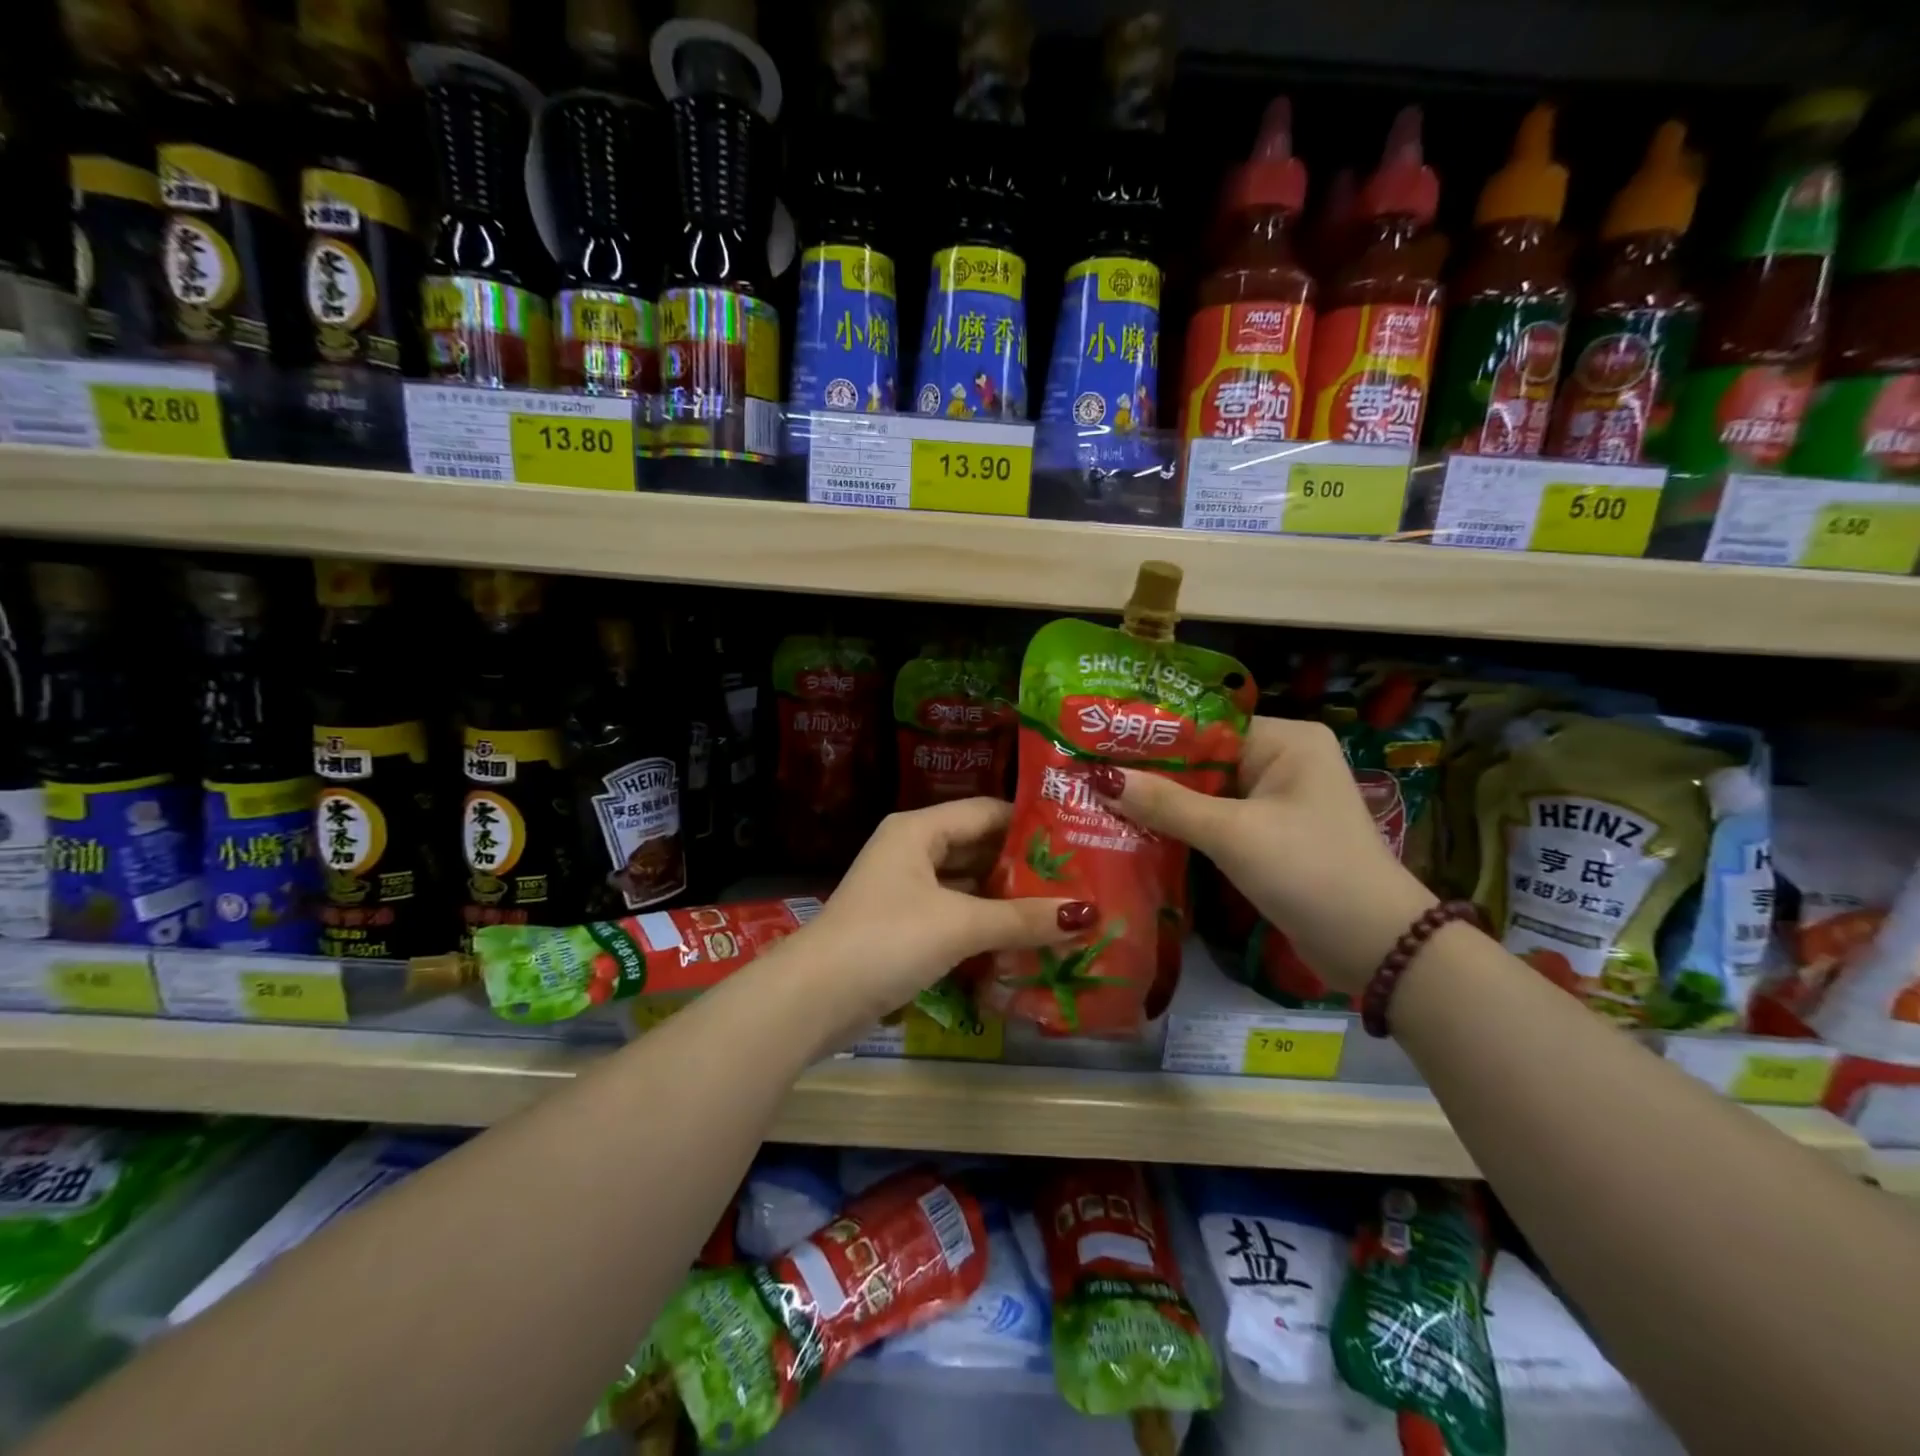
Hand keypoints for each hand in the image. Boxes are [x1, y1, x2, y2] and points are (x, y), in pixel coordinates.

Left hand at [794, 798, 1093, 1043]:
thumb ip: (1021, 918)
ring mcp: (906, 892)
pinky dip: (986, 927)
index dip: (1030, 823)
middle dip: (1024, 868)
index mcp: (918, 830)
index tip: (1079, 838)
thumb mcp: (959, 925)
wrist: (813, 1000)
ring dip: (1008, 901)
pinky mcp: (904, 929)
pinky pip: (956, 917)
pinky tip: (1024, 942)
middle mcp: (912, 852)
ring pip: (968, 887)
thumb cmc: (887, 940)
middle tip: (1080, 880)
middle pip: (978, 850)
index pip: (986, 812)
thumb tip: (1087, 915)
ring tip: (1063, 911)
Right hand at [1092, 718, 1434, 993]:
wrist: (1377, 949)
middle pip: (1202, 759)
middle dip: (1151, 773)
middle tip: (1088, 775)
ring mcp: (1277, 801)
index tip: (1097, 745)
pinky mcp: (1270, 836)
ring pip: (1205, 793)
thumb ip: (1166, 804)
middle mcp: (1283, 761)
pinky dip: (1182, 827)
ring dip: (1162, 802)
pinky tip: (1136, 829)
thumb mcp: (1233, 834)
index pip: (1205, 725)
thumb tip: (1099, 778)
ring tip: (1098, 799)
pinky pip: (1216, 820)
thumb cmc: (1310, 872)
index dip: (1151, 736)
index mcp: (1286, 740)